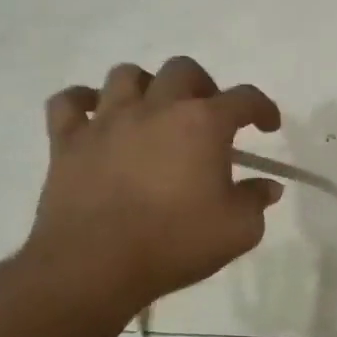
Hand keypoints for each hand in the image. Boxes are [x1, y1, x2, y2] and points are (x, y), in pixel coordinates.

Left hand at [22, 56, 283, 312]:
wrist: (95, 266)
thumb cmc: (175, 243)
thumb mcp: (238, 230)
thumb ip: (256, 201)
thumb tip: (267, 187)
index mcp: (203, 123)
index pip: (244, 98)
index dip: (262, 108)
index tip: (268, 125)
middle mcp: (156, 108)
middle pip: (183, 70)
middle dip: (203, 87)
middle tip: (208, 117)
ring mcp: (108, 120)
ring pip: (126, 75)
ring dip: (146, 87)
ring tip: (153, 112)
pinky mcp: (68, 141)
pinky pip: (69, 102)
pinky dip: (84, 102)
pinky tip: (95, 117)